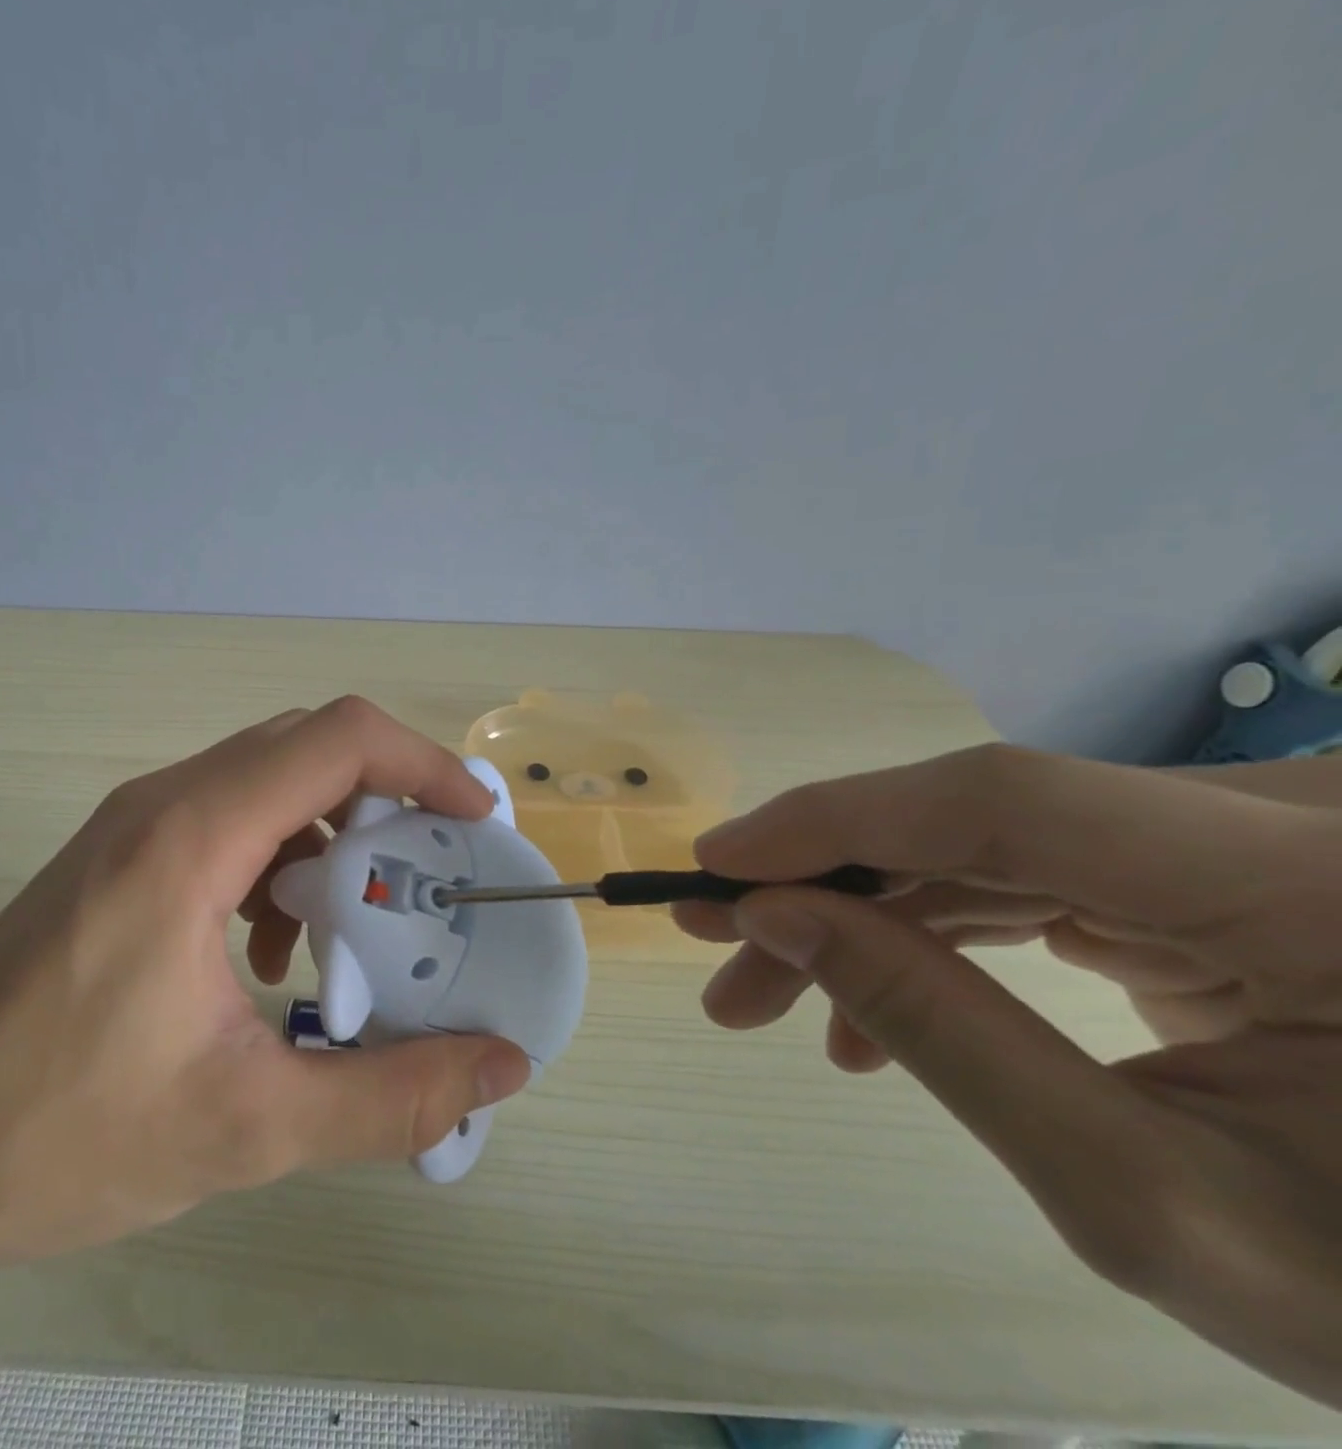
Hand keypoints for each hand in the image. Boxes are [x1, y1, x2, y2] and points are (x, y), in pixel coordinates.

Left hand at [0, 697, 533, 1272]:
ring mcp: (132, 826)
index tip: (475, 819)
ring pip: (268, 784)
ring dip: (331, 836)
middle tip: (436, 870)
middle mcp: (163, 804)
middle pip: (307, 748)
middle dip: (389, 799)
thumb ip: (392, 1096)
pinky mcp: (117, 858)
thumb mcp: (249, 1126)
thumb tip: (501, 1067)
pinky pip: (226, 822)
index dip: (424, 763)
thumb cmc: (57, 1134)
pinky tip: (273, 951)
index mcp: (192, 837)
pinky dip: (279, 862)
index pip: (338, 739)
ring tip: (355, 924)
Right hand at [676, 744, 1341, 1409]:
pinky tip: (870, 1004)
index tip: (715, 862)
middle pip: (976, 821)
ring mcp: (1248, 837)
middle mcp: (1284, 822)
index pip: (1005, 801)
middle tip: (718, 945)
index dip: (838, 820)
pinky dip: (930, 930)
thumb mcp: (1142, 1196)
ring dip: (863, 913)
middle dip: (827, 884)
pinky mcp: (1210, 866)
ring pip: (981, 844)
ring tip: (771, 990)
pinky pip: (1023, 872)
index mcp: (1314, 888)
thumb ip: (940, 1034)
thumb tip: (772, 915)